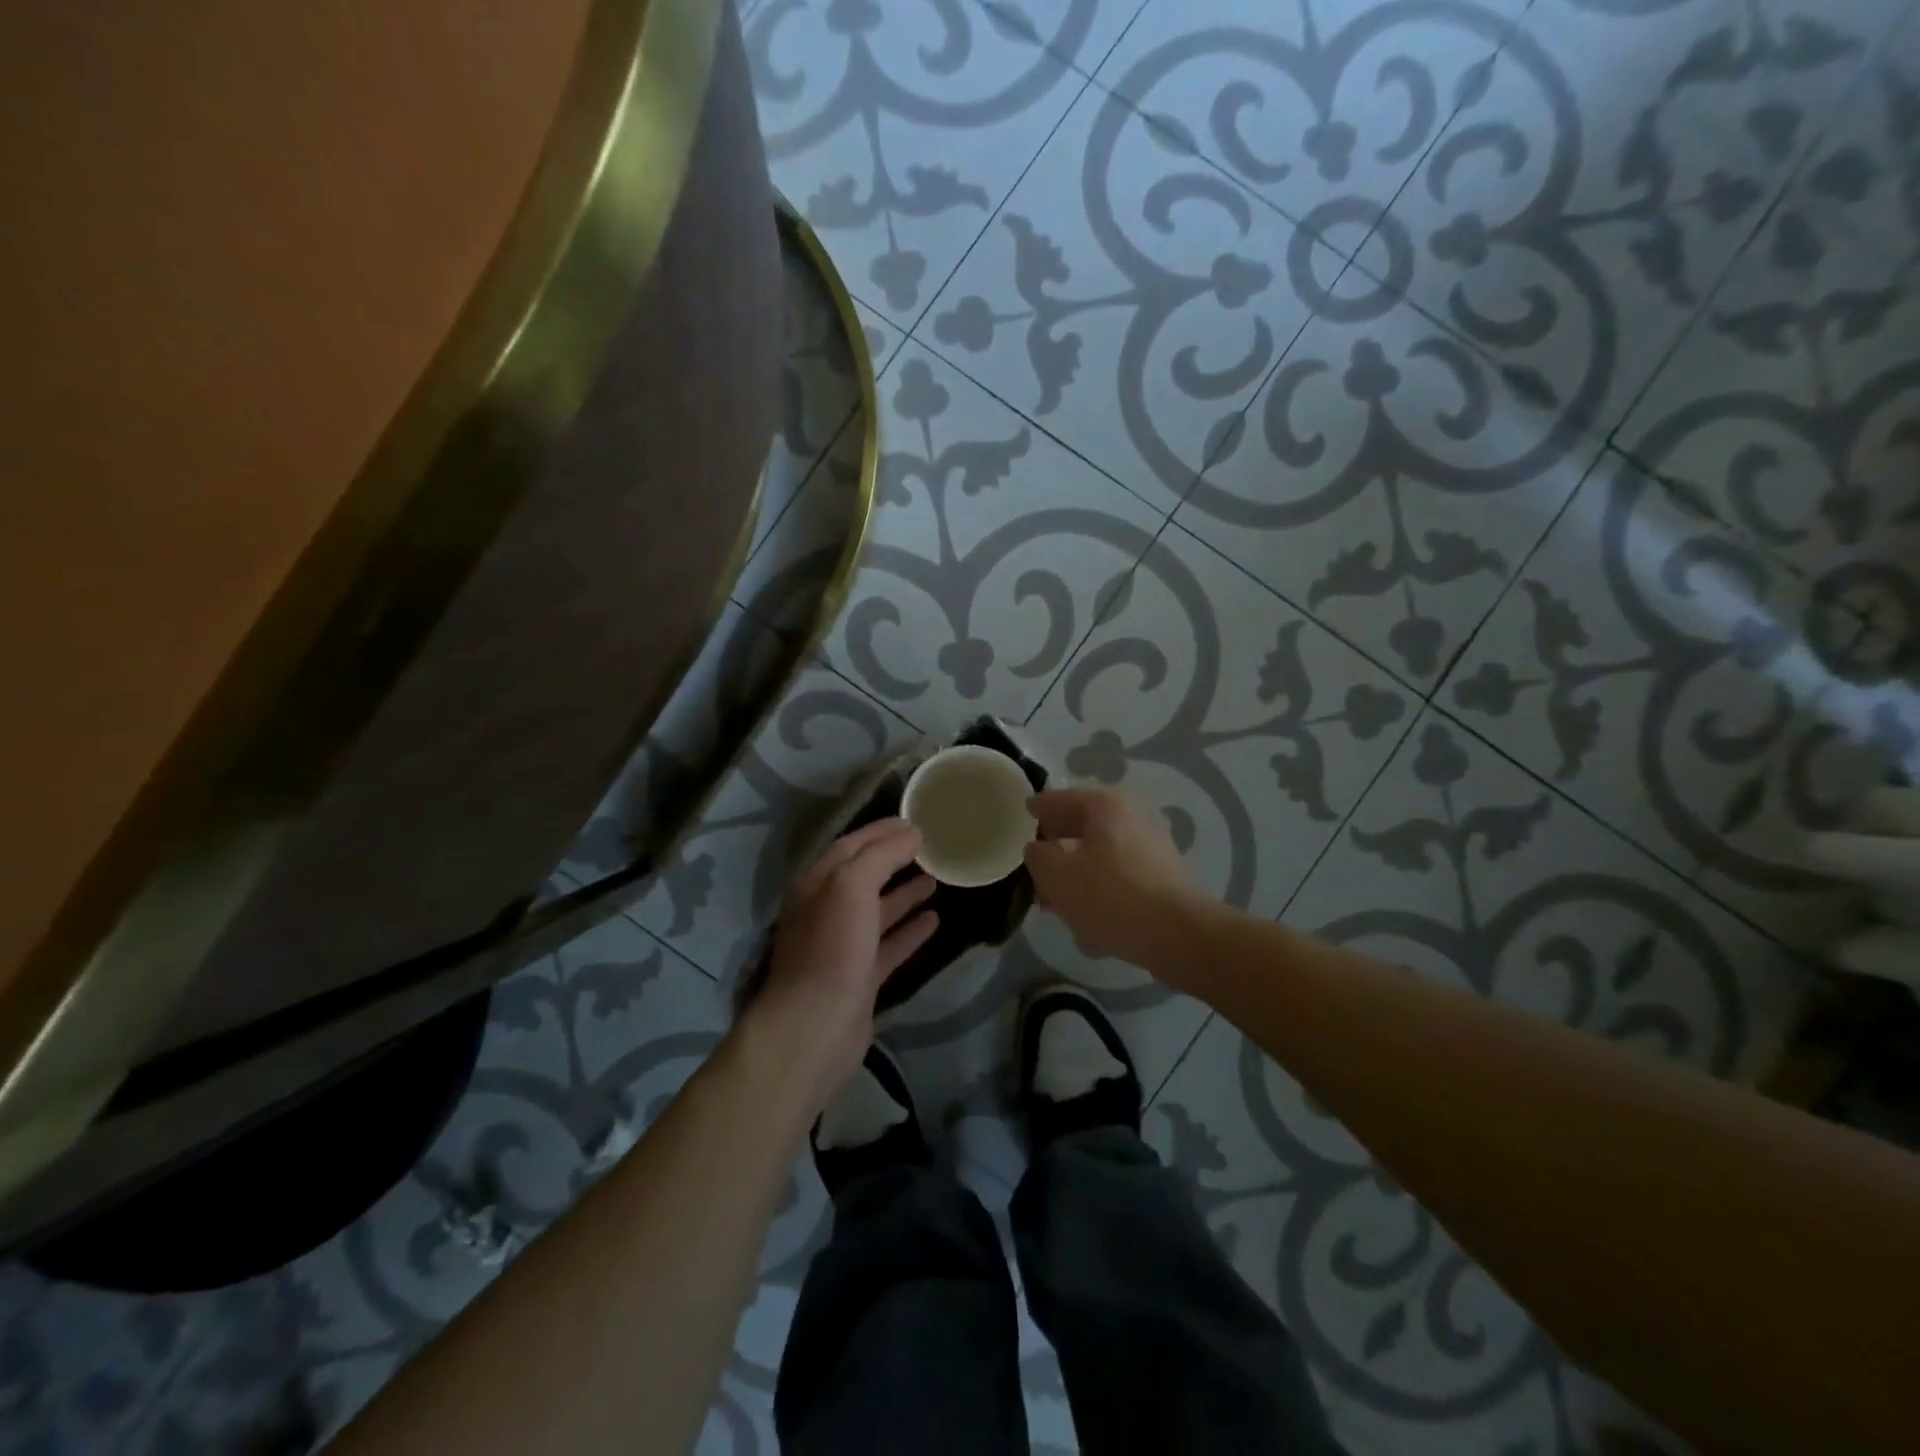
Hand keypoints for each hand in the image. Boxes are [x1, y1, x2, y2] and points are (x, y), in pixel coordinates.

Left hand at [747, 819, 938, 1109]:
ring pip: (879, 910)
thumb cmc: (831, 946)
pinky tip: (935, 919)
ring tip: (937, 878)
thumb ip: (881, 855)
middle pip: (865, 876)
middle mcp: (827, 910)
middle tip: (931, 847)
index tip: (915, 820)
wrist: (815, 1025)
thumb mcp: (851, 886)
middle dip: (895, 859)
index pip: (852, 845)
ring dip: (905, 893)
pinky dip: (911, 930)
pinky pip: (890, 945)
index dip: (882, 830)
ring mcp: (845, 945)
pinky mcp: (861, 976)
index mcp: (818, 884)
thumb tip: (911, 834)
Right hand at [1024, 788, 1210, 976]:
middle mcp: (1131, 814)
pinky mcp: (1161, 874)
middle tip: (1033, 865)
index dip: (1036, 808)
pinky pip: (1117, 871)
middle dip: (1055, 844)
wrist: (1178, 934)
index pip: (1059, 798)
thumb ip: (1037, 855)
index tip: (1021, 814)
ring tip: (1053, 896)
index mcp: (1105, 804)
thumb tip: (1038, 849)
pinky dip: (1097, 883)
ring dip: (1075, 868)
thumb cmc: (1110, 895)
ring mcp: (1151, 844)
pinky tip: (1084, 909)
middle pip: (1081, 824)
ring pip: (1099, 850)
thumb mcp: (1056, 874)